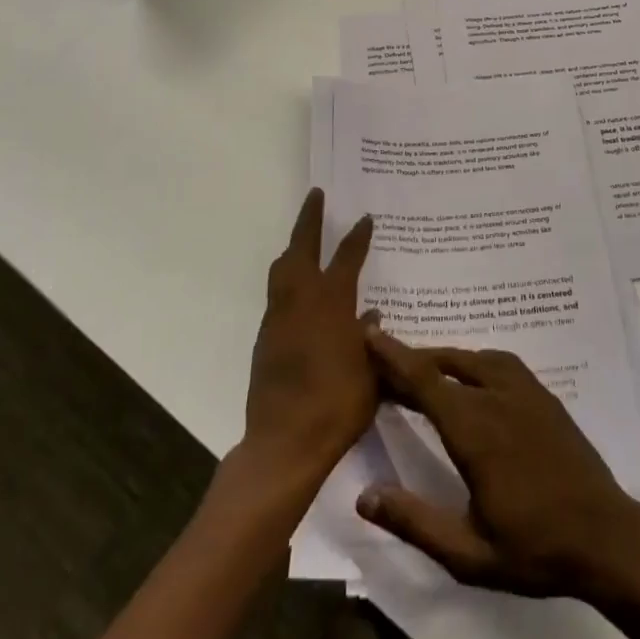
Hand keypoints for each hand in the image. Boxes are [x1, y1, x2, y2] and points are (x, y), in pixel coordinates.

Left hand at [241, 190, 376, 490]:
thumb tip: (372, 317)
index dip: (358, 236)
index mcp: (333, 302)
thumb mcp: (371, 373)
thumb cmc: (338, 405)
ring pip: (282, 268)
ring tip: (302, 239)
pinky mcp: (266, 338)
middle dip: (310, 219)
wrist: (285, 442)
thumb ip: (374, 341)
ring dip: (293, 247)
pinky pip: (277, 294)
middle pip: (302, 247)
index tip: (365, 218)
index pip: (348, 257)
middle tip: (316, 195)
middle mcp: (303, 300)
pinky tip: (298, 292)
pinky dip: (287, 280)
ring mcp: (279, 317)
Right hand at [355, 328, 639, 598]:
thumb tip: (364, 495)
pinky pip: (498, 361)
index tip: (369, 330)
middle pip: (443, 363)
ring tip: (420, 370)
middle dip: (410, 359)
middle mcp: (495, 396)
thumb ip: (415, 522)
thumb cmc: (533, 547)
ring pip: (471, 357)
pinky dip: (472, 360)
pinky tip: (469, 375)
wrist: (605, 534)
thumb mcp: (468, 553)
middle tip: (383, 362)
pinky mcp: (541, 392)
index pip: (424, 379)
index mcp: (473, 429)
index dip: (393, 354)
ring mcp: (523, 389)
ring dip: (441, 358)